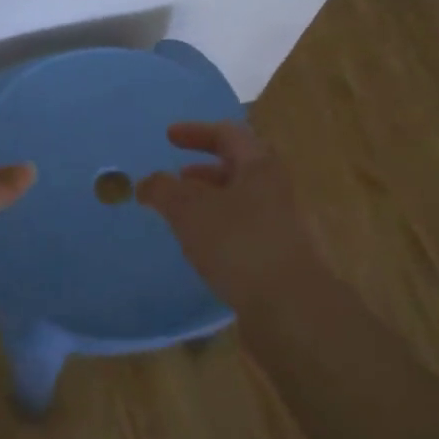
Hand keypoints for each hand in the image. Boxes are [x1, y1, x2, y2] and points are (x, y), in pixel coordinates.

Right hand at [136, 122, 325, 305]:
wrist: (292, 306)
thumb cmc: (239, 243)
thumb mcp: (189, 210)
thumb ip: (163, 190)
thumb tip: (146, 182)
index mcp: (259, 166)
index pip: (227, 134)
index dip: (195, 132)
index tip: (169, 137)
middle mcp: (278, 189)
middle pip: (239, 167)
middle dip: (204, 171)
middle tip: (178, 179)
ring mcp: (286, 224)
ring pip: (243, 201)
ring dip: (213, 201)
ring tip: (185, 217)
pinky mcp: (284, 256)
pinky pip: (248, 229)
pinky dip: (223, 228)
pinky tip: (206, 249)